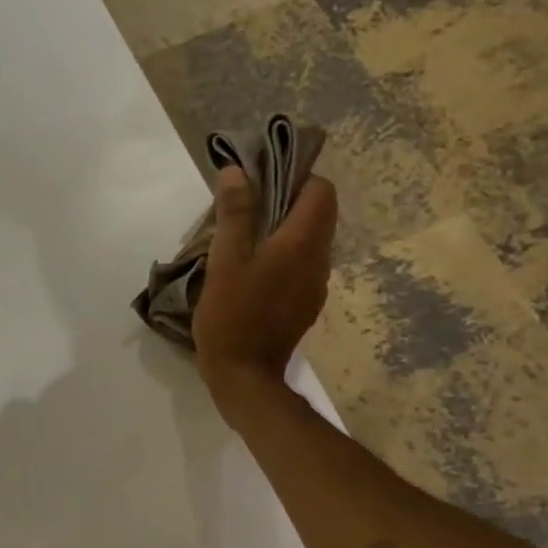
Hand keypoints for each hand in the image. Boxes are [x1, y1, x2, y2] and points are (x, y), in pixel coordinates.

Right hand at [192, 166, 337, 410]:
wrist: (244, 376)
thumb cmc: (231, 315)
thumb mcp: (225, 261)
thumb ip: (235, 214)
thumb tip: (237, 171)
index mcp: (303, 243)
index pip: (321, 191)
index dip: (296, 178)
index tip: (262, 182)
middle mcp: (319, 260)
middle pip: (318, 215)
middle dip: (288, 202)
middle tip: (247, 208)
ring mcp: (315, 285)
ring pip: (310, 241)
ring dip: (284, 230)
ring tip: (246, 238)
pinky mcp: (305, 305)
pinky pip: (302, 265)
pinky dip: (283, 256)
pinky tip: (253, 271)